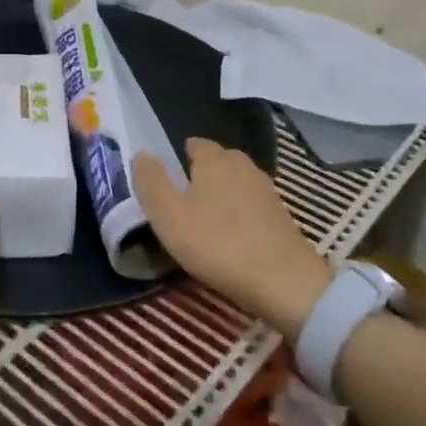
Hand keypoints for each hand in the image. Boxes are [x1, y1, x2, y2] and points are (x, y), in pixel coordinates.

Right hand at [132, 138, 331, 336]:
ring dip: (220, 197)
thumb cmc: (216, 243)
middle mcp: (243, 165)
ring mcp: (266, 190)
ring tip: (203, 223)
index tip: (166, 181)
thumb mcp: (168, 215)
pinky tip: (230, 237)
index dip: (178, 159)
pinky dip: (238, 215)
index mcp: (215, 159)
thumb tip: (142, 154)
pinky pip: (250, 206)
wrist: (283, 281)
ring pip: (235, 184)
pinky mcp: (281, 216)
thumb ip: (151, 182)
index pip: (194, 144)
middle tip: (181, 203)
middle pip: (217, 163)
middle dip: (200, 176)